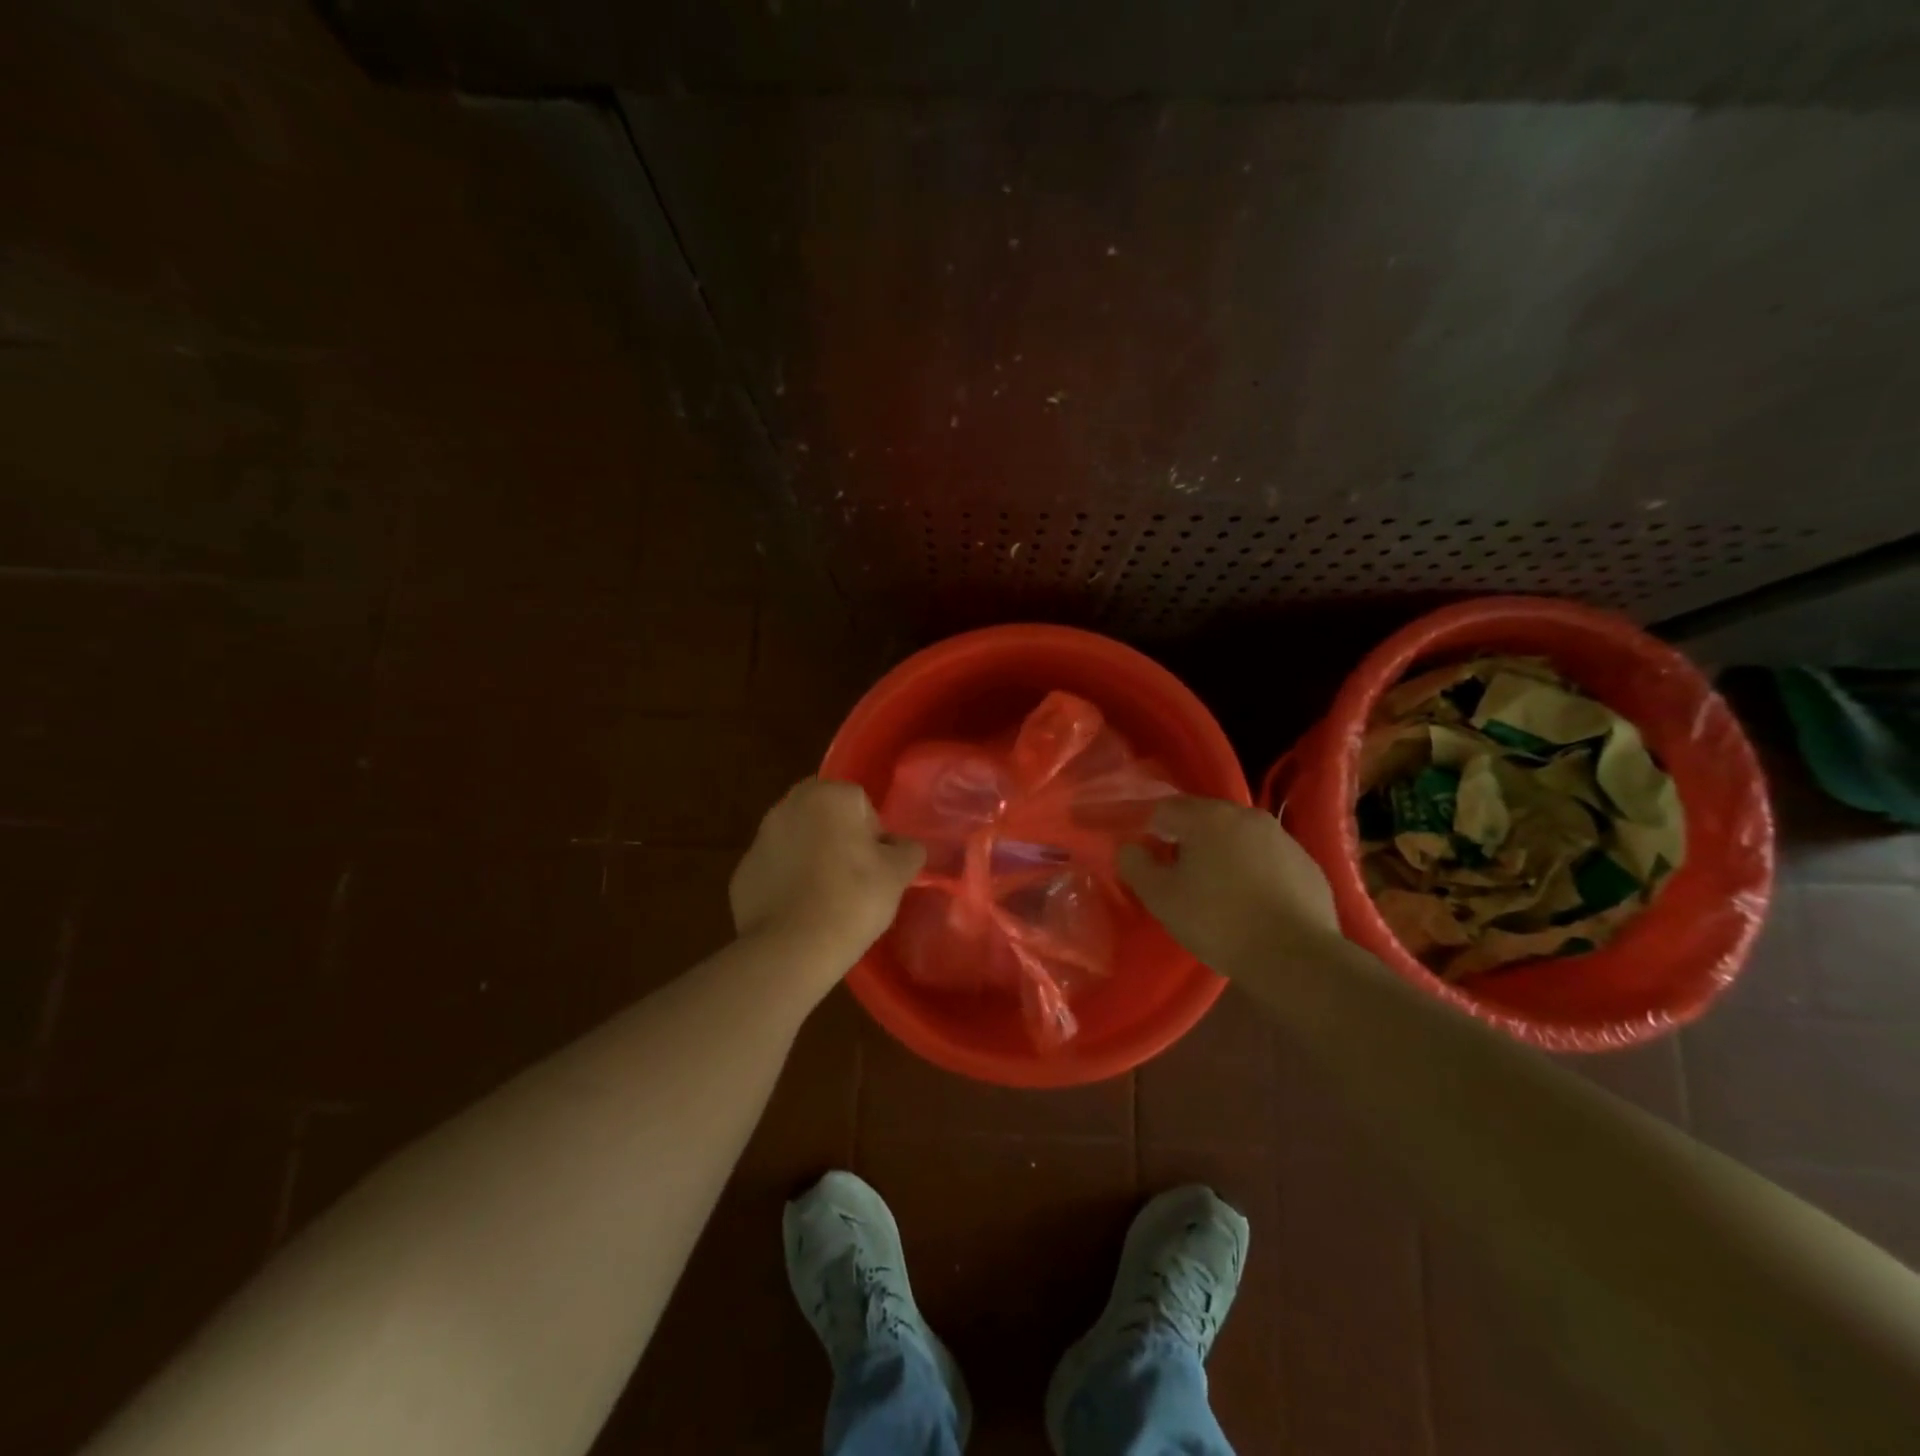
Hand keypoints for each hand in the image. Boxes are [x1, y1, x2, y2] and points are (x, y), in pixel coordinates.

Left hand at [730, 778, 925, 971]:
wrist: (792, 948)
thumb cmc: (853, 899)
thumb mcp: (898, 874)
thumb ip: (908, 851)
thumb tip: (903, 847)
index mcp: (828, 795)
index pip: (860, 804)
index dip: (873, 835)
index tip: (877, 866)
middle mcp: (788, 806)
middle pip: (825, 817)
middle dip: (839, 839)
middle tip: (855, 877)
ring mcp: (760, 839)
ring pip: (798, 841)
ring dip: (812, 858)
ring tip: (828, 898)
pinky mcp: (742, 872)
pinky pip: (776, 870)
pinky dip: (788, 883)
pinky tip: (801, 912)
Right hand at [1118, 796, 1341, 976]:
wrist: (1295, 956)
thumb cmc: (1217, 920)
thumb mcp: (1161, 898)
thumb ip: (1136, 865)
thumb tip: (1131, 848)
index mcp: (1207, 817)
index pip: (1165, 810)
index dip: (1152, 834)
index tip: (1153, 864)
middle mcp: (1245, 815)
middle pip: (1205, 819)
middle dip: (1189, 842)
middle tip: (1183, 880)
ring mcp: (1282, 837)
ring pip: (1239, 837)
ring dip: (1224, 855)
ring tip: (1220, 894)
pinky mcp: (1307, 863)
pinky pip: (1268, 859)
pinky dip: (1256, 872)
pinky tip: (1254, 904)